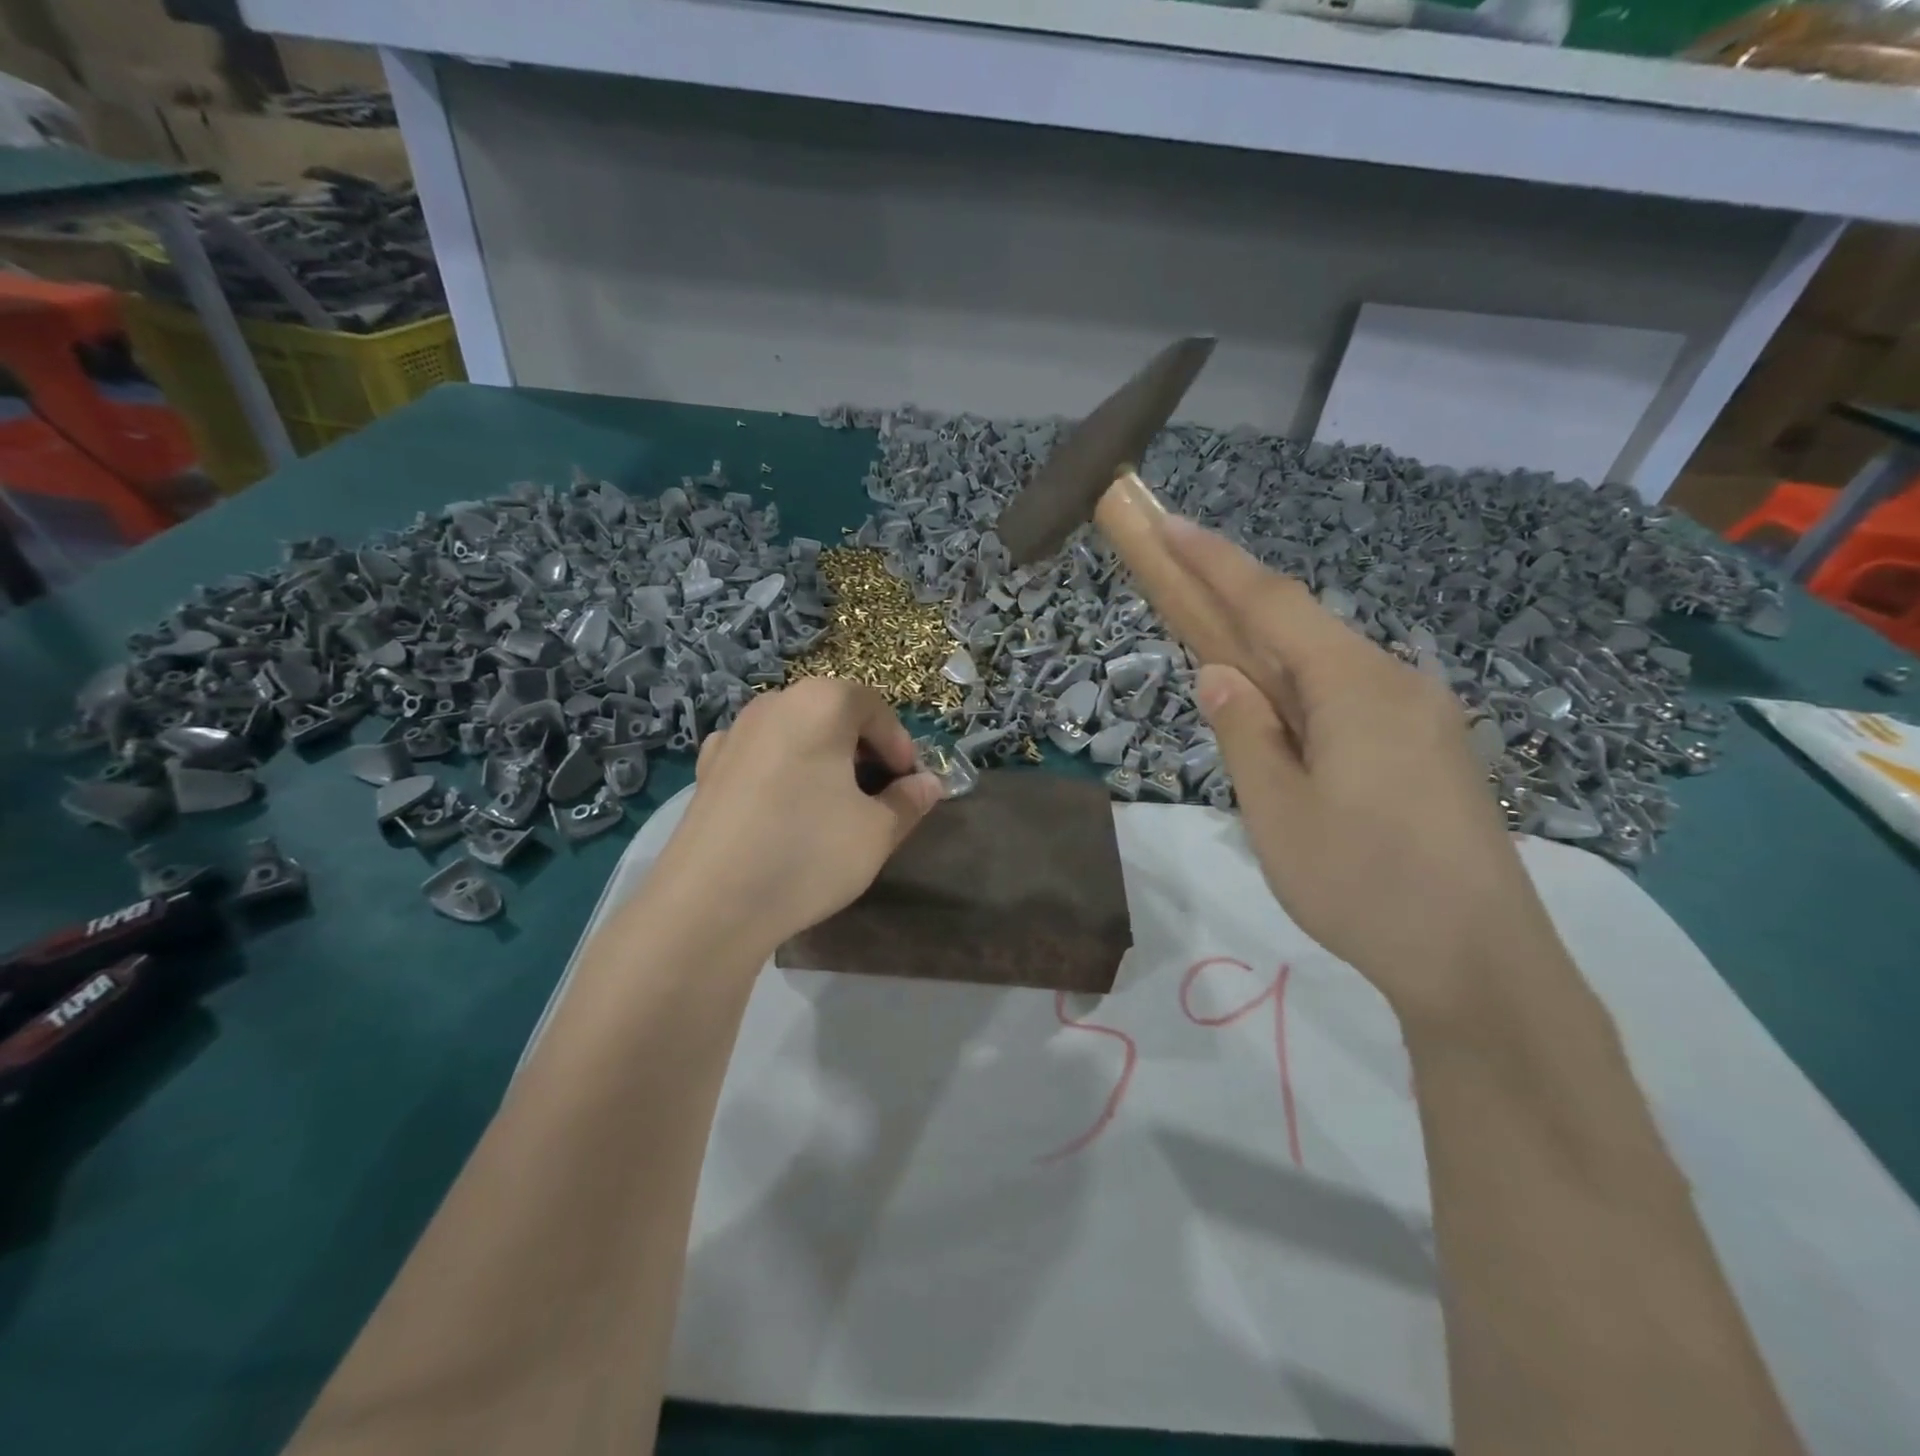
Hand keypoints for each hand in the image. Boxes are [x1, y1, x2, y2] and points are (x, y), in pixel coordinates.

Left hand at [649, 677, 944, 954]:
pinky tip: (783, 813)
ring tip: (832, 808)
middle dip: (862, 751)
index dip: (900, 745)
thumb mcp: (877, 832)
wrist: (708, 905)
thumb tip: (927, 785)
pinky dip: (783, 773)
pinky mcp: (707, 768)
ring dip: (822, 761)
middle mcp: (773, 704)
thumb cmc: (807, 854)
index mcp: (820, 704)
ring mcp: (733, 734)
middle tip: (876, 796)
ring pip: (795, 735)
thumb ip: (909, 801)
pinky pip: (761, 757)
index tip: (908, 785)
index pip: (875, 708)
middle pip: (833, 715)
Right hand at [1158, 514, 1554, 1019]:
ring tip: (1231, 693)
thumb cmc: (1363, 886)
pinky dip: (1306, 698)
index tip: (1168, 523)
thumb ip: (1244, 733)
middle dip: (1237, 607)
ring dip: (1272, 662)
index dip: (1214, 561)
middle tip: (1183, 600)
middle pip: (1304, 628)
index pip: (1272, 604)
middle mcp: (1397, 683)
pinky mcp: (1433, 750)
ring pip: (1329, 669)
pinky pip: (1354, 701)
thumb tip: (1219, 674)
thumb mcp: (1277, 812)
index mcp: (1355, 688)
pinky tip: (1290, 735)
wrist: (1482, 965)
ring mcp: (1424, 716)